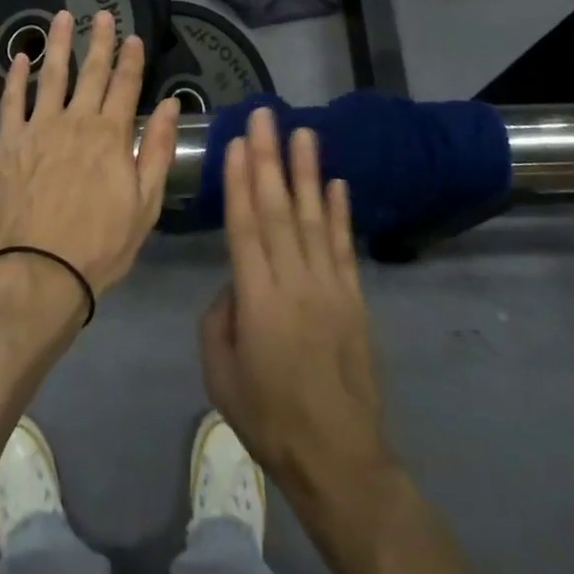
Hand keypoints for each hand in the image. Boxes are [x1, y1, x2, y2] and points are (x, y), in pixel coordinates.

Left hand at [0, 9, 179, 296]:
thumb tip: (171, 105)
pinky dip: (15, 77)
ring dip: (57, 44)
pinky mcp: (9, 142)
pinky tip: (18, 57)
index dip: (132, 59)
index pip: (126, 85)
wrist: (41, 271)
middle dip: (100, 41)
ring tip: (61, 17)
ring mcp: (39, 128)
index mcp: (112, 135)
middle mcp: (77, 121)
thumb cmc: (101, 244)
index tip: (135, 36)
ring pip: (51, 75)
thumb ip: (157, 150)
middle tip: (102, 14)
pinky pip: (11, 101)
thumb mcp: (145, 204)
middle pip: (92, 72)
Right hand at [200, 108, 391, 496]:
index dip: (241, 180)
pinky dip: (338, 212)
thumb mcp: (220, 372)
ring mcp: (328, 286)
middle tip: (266, 116)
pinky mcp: (354, 297)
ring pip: (312, 217)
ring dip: (307, 172)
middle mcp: (294, 281)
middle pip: (278, 209)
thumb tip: (235, 282)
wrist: (337, 456)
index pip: (245, 225)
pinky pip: (343, 246)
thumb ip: (219, 317)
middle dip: (270, 158)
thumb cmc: (268, 416)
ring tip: (303, 132)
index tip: (238, 142)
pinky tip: (335, 183)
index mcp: (257, 299)